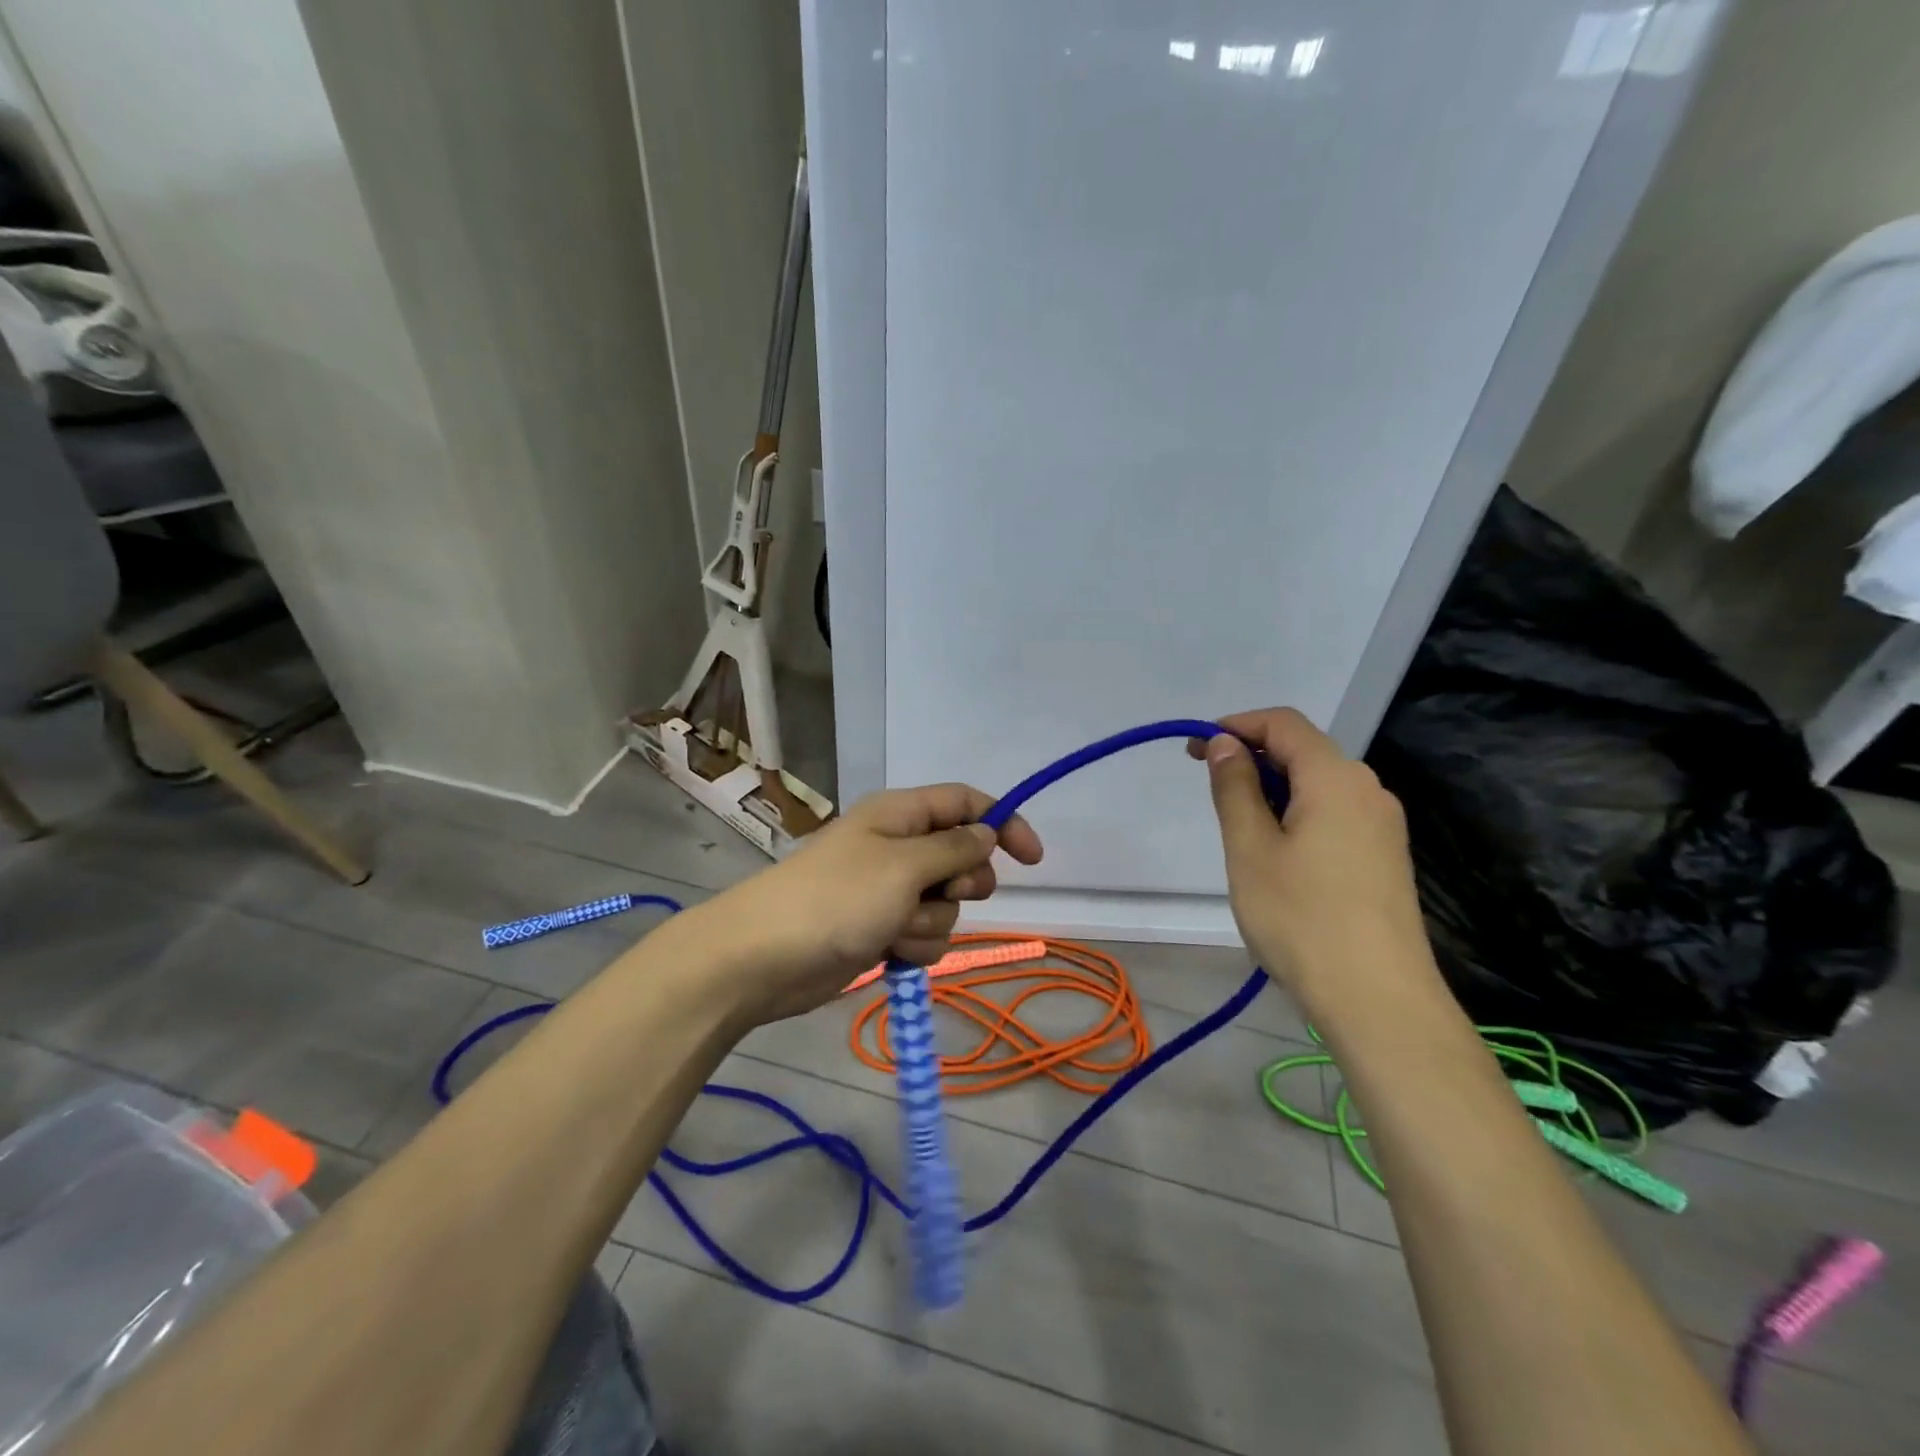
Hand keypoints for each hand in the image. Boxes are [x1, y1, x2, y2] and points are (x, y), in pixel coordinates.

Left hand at [684, 784, 1043, 1027]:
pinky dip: (914, 945)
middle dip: (963, 883)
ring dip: (932, 921)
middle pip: (963, 857)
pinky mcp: (881, 929)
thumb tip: (988, 832)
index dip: (1003, 823)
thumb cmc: (837, 898)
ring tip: (896, 928)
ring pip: (946, 904)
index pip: (966, 803)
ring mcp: (889, 890)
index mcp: (901, 814)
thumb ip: (955, 848)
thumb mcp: (905, 865)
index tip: (1033, 859)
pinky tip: (889, 951)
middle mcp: (898, 846)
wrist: (765, 959)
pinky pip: (924, 934)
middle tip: (943, 893)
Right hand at [1190, 708, 1440, 1020]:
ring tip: (1238, 823)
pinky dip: (1297, 812)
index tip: (1196, 749)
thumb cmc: (1301, 918)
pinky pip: (1335, 813)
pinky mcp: (1385, 856)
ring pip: (1319, 784)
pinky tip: (1277, 851)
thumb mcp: (1250, 849)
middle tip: (1207, 782)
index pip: (1283, 724)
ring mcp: (1383, 825)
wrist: (1378, 1000)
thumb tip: (1226, 743)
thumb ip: (1235, 788)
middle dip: (1252, 756)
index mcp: (1336, 778)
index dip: (1236, 725)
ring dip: (1273, 787)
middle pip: (1304, 750)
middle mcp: (1367, 790)